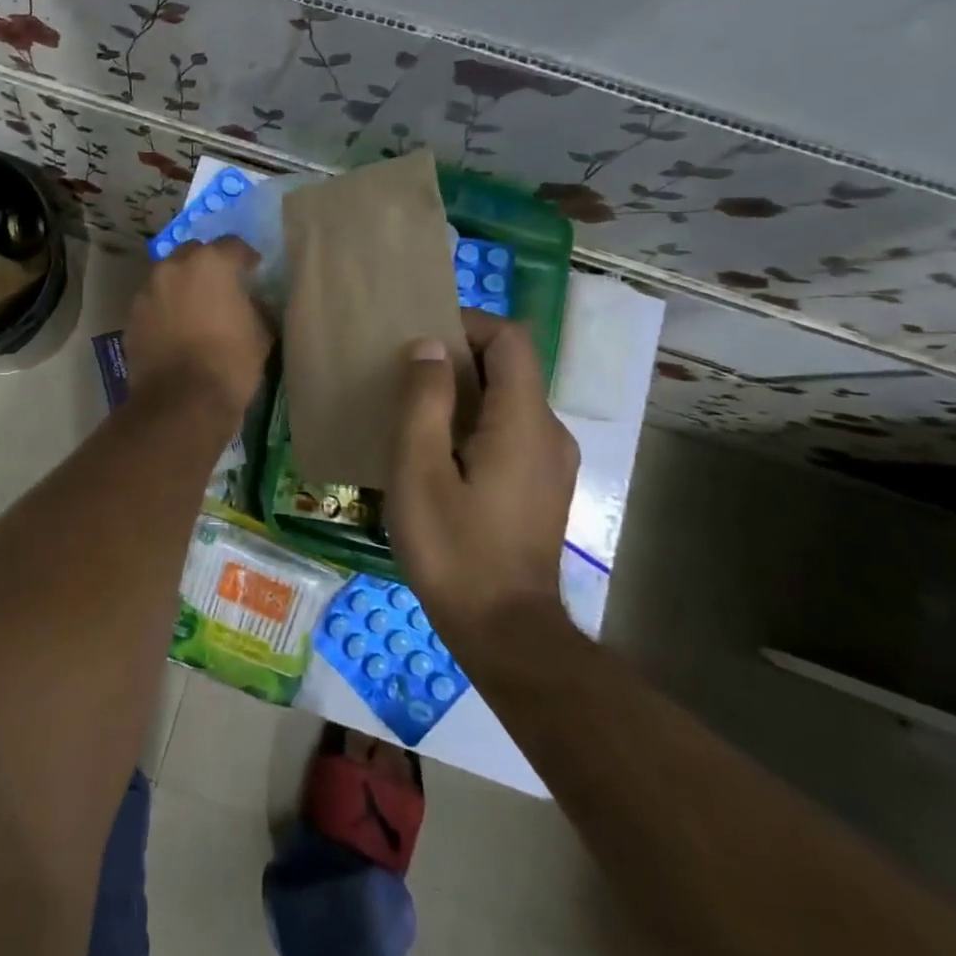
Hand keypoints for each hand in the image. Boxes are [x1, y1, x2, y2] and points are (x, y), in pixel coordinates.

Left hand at [125, 238, 270, 420]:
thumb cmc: (230, 362)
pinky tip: (175, 328)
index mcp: (210, 263)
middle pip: (194, 253)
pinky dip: (165, 308)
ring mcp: (148, 291)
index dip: (246, 257)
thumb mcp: (261, 332)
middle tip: (221, 285)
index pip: (232, 245)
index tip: (254, 270)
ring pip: (168, 277)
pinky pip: (153, 302)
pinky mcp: (132, 316)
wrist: (182, 401)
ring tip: (195, 307)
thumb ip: (256, 306)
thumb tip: (250, 302)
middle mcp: (174, 267)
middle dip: (207, 265)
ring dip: (182, 285)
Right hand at [383, 312, 579, 651]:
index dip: (467, 324)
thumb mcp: (419, 470)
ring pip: (508, 399)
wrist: (505, 632)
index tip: (419, 336)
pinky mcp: (542, 486)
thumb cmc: (454, 548)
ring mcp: (551, 462)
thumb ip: (424, 401)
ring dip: (464, 390)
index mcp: (523, 421)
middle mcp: (549, 432)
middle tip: (404, 371)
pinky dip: (475, 420)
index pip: (509, 339)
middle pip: (510, 366)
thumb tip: (429, 347)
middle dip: (458, 356)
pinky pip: (510, 430)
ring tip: (413, 409)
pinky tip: (436, 451)